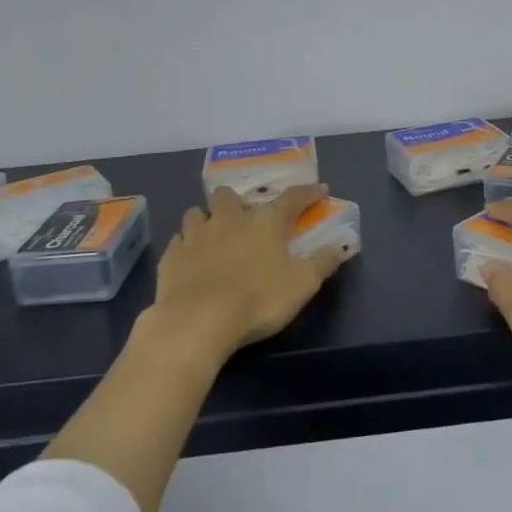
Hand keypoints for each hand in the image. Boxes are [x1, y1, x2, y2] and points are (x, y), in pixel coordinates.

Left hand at [149, 183, 351, 365]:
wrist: (197, 321)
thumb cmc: (257, 300)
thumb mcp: (302, 285)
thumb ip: (323, 262)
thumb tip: (340, 245)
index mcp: (265, 222)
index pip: (292, 197)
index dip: (308, 193)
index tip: (319, 190)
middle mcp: (229, 219)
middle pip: (230, 195)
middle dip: (238, 202)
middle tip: (246, 219)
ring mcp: (196, 235)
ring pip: (197, 213)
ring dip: (207, 220)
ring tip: (214, 235)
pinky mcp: (172, 256)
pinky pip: (178, 240)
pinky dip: (186, 245)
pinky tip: (191, 258)